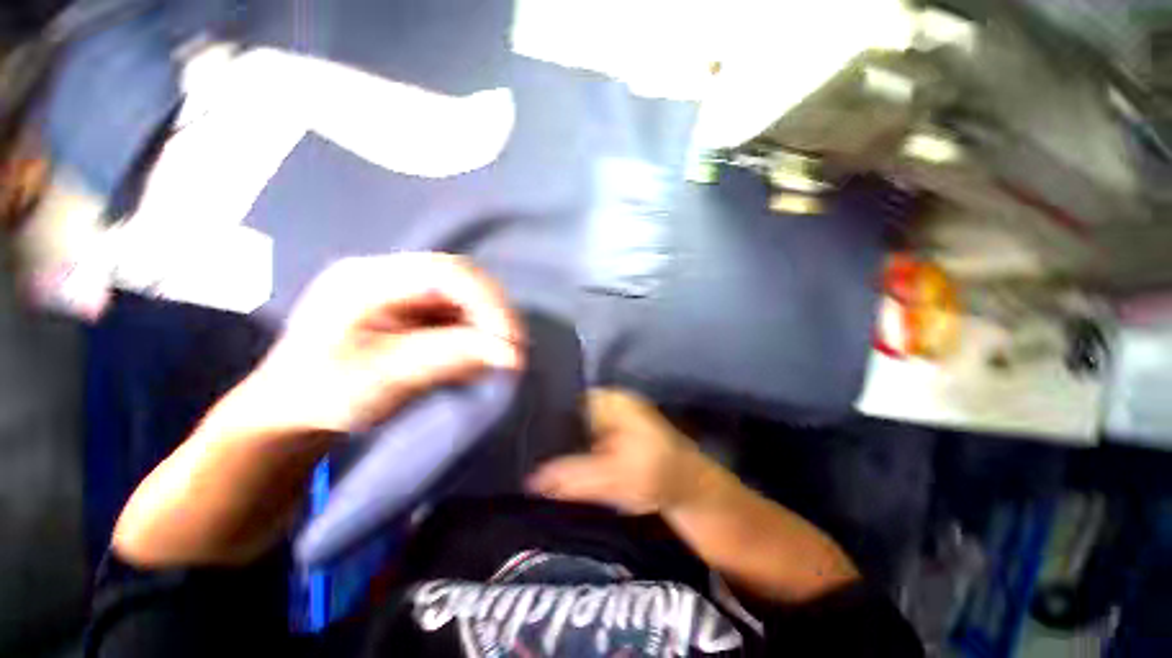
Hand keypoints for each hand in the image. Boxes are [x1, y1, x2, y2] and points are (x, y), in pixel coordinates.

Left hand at [245, 253, 522, 433]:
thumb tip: (510, 353)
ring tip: (499, 356)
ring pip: (464, 298)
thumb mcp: (384, 378)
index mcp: (367, 279)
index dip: (487, 302)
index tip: (510, 341)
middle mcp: (389, 275)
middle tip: (513, 349)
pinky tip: (478, 357)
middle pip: (461, 280)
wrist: (291, 413)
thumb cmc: (323, 395)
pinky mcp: (412, 311)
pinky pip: (457, 315)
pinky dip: (475, 336)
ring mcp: (402, 292)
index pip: (446, 273)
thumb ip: (449, 357)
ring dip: (487, 326)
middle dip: (493, 314)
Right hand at [529, 389, 705, 514]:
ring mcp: (611, 417)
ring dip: (560, 443)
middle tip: (523, 450)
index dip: (542, 416)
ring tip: (533, 458)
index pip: (565, 400)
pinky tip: (557, 465)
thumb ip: (571, 477)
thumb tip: (530, 480)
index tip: (520, 433)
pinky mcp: (613, 434)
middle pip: (568, 414)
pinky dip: (573, 450)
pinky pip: (585, 438)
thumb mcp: (613, 477)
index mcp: (609, 401)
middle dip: (549, 432)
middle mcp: (607, 403)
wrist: (689, 488)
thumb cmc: (656, 474)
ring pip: (575, 428)